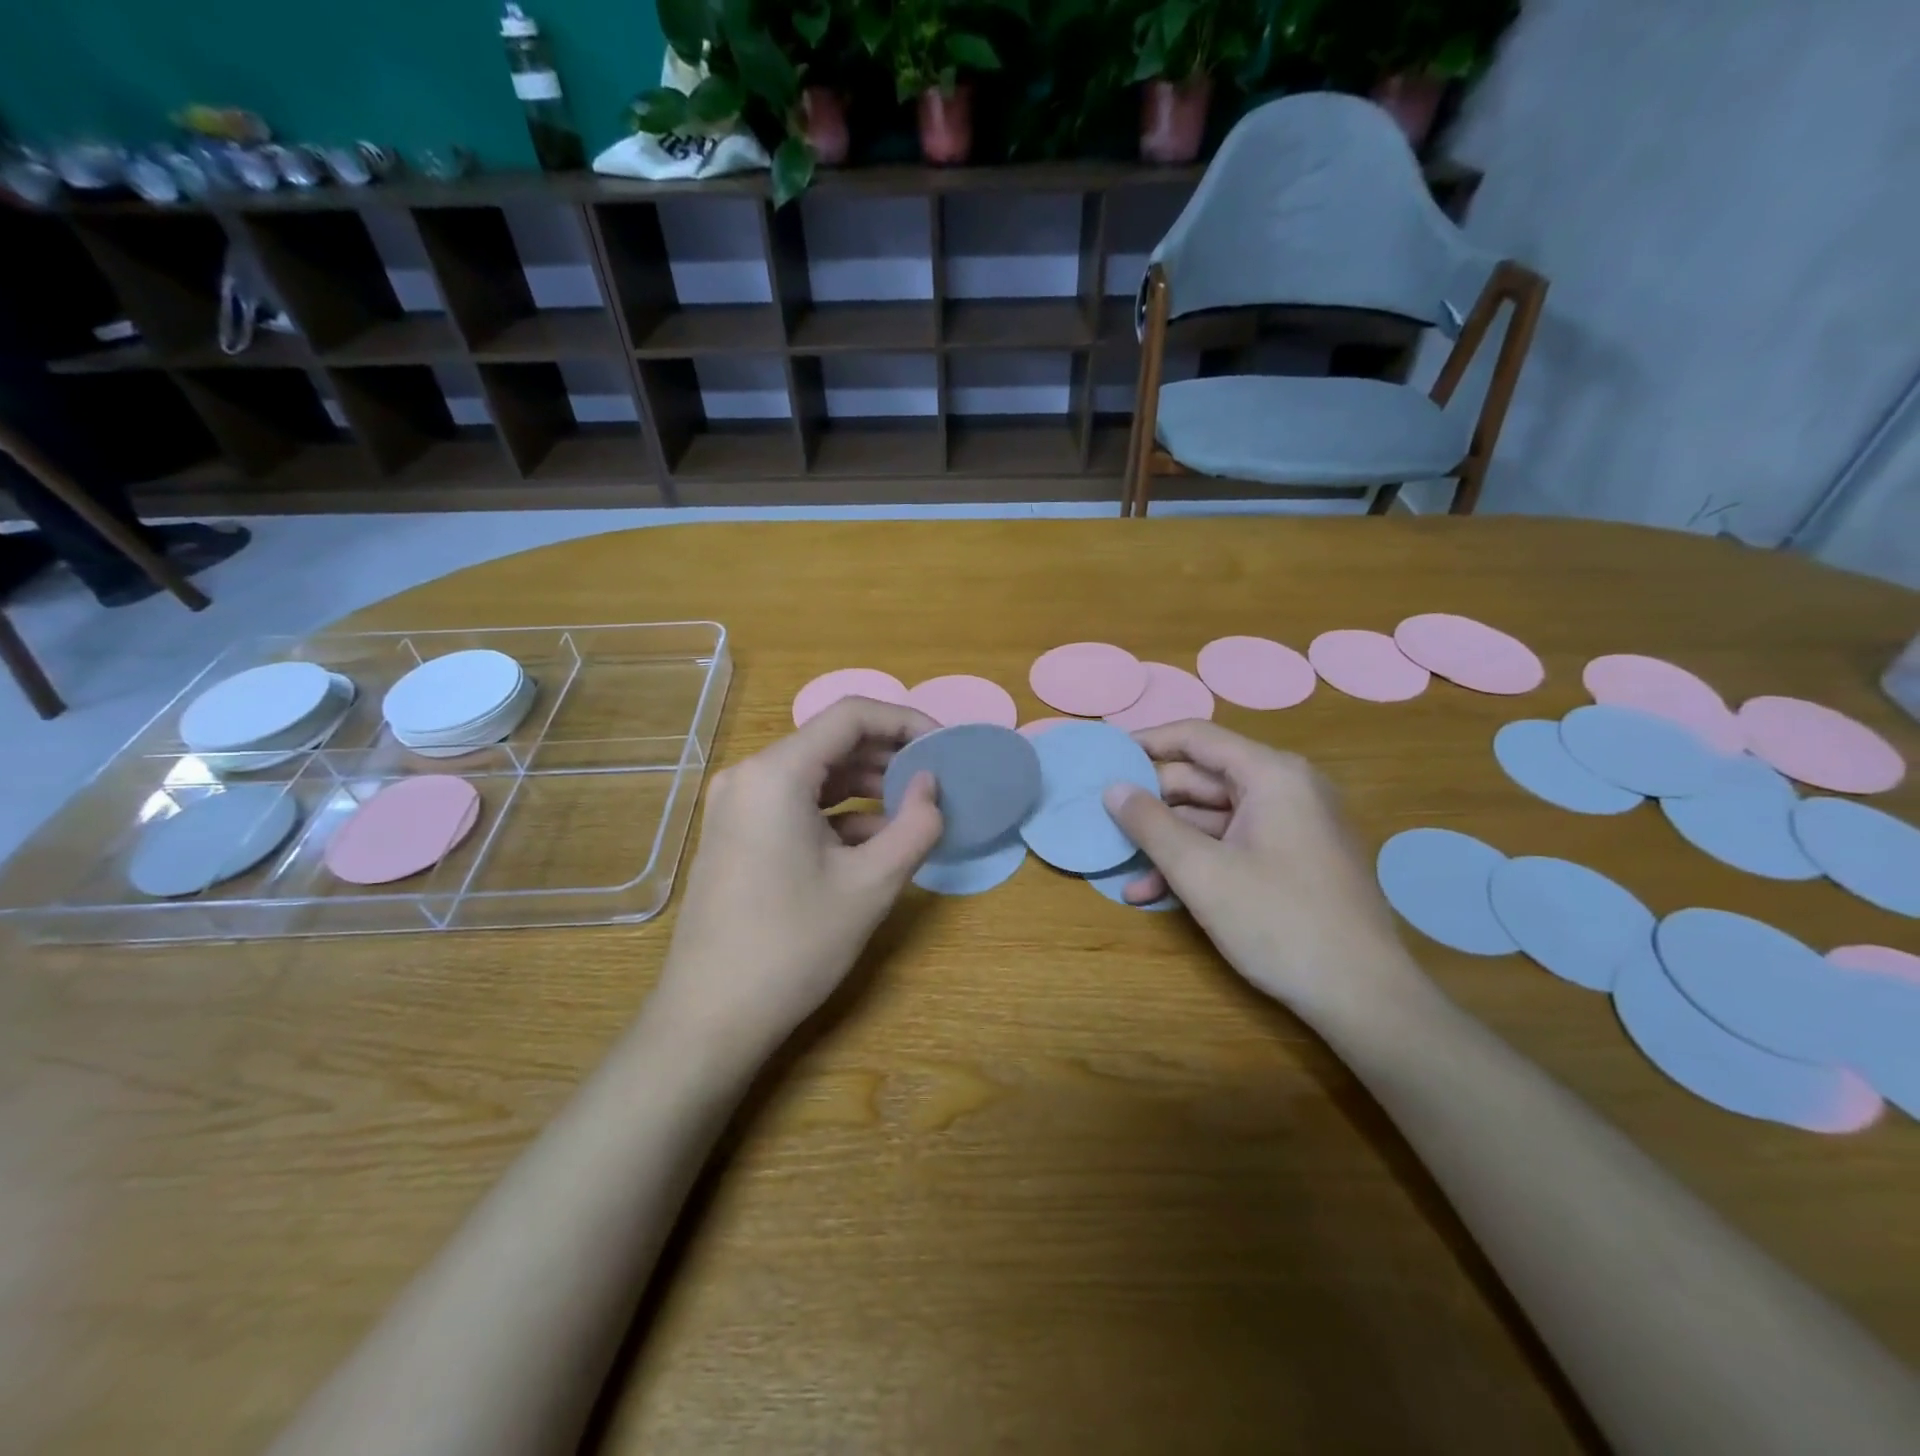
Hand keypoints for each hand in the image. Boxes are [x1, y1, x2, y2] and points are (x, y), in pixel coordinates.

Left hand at [649, 697, 944, 1057]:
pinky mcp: (737, 835)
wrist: (710, 1017)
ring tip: (914, 810)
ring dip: (867, 787)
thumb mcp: (870, 885)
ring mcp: (737, 807)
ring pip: (815, 776)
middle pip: (831, 743)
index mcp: (776, 773)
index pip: (852, 716)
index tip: (945, 747)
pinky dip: (839, 815)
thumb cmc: (793, 945)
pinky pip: (796, 806)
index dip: (906, 722)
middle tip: (937, 780)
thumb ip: (915, 825)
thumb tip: (932, 786)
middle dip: (889, 757)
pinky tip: (876, 841)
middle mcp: (749, 776)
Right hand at [1102, 721, 1426, 1024]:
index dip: (1146, 743)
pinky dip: (1198, 862)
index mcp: (1272, 775)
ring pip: (1214, 818)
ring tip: (1123, 870)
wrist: (1365, 997)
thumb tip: (1112, 789)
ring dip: (1168, 843)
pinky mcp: (1295, 860)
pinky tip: (1156, 893)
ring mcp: (1294, 826)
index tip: (1105, 757)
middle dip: (1153, 804)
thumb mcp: (1201, 872)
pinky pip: (1234, 845)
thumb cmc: (1279, 922)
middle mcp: (1287, 789)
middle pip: (1203, 779)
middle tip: (1105, 821)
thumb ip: (1150, 824)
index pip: (1196, 738)